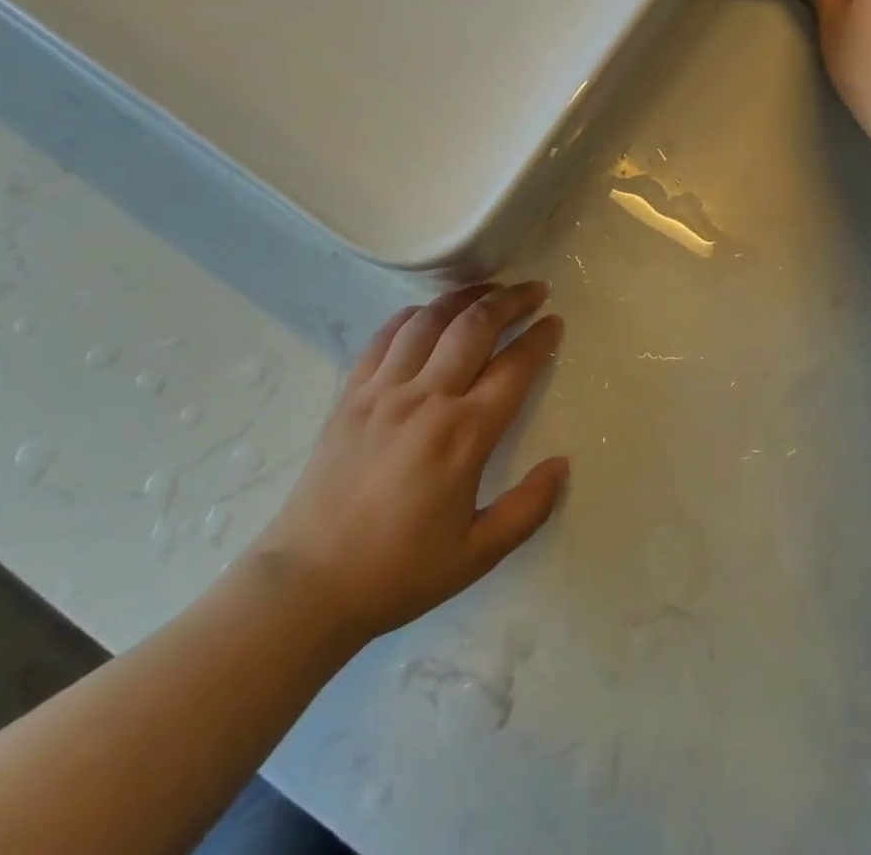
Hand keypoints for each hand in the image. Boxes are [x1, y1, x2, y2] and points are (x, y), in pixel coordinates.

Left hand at [252, 283, 568, 644]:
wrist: (309, 583)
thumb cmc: (399, 571)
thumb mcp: (477, 555)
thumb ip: (527, 508)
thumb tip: (562, 465)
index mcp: (463, 435)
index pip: (514, 368)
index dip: (539, 339)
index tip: (554, 321)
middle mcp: (426, 398)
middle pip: (475, 326)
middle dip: (511, 300)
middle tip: (533, 289)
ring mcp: (384, 390)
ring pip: (431, 320)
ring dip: (465, 296)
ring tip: (488, 288)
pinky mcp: (352, 393)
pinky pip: (386, 336)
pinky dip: (413, 315)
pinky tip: (428, 313)